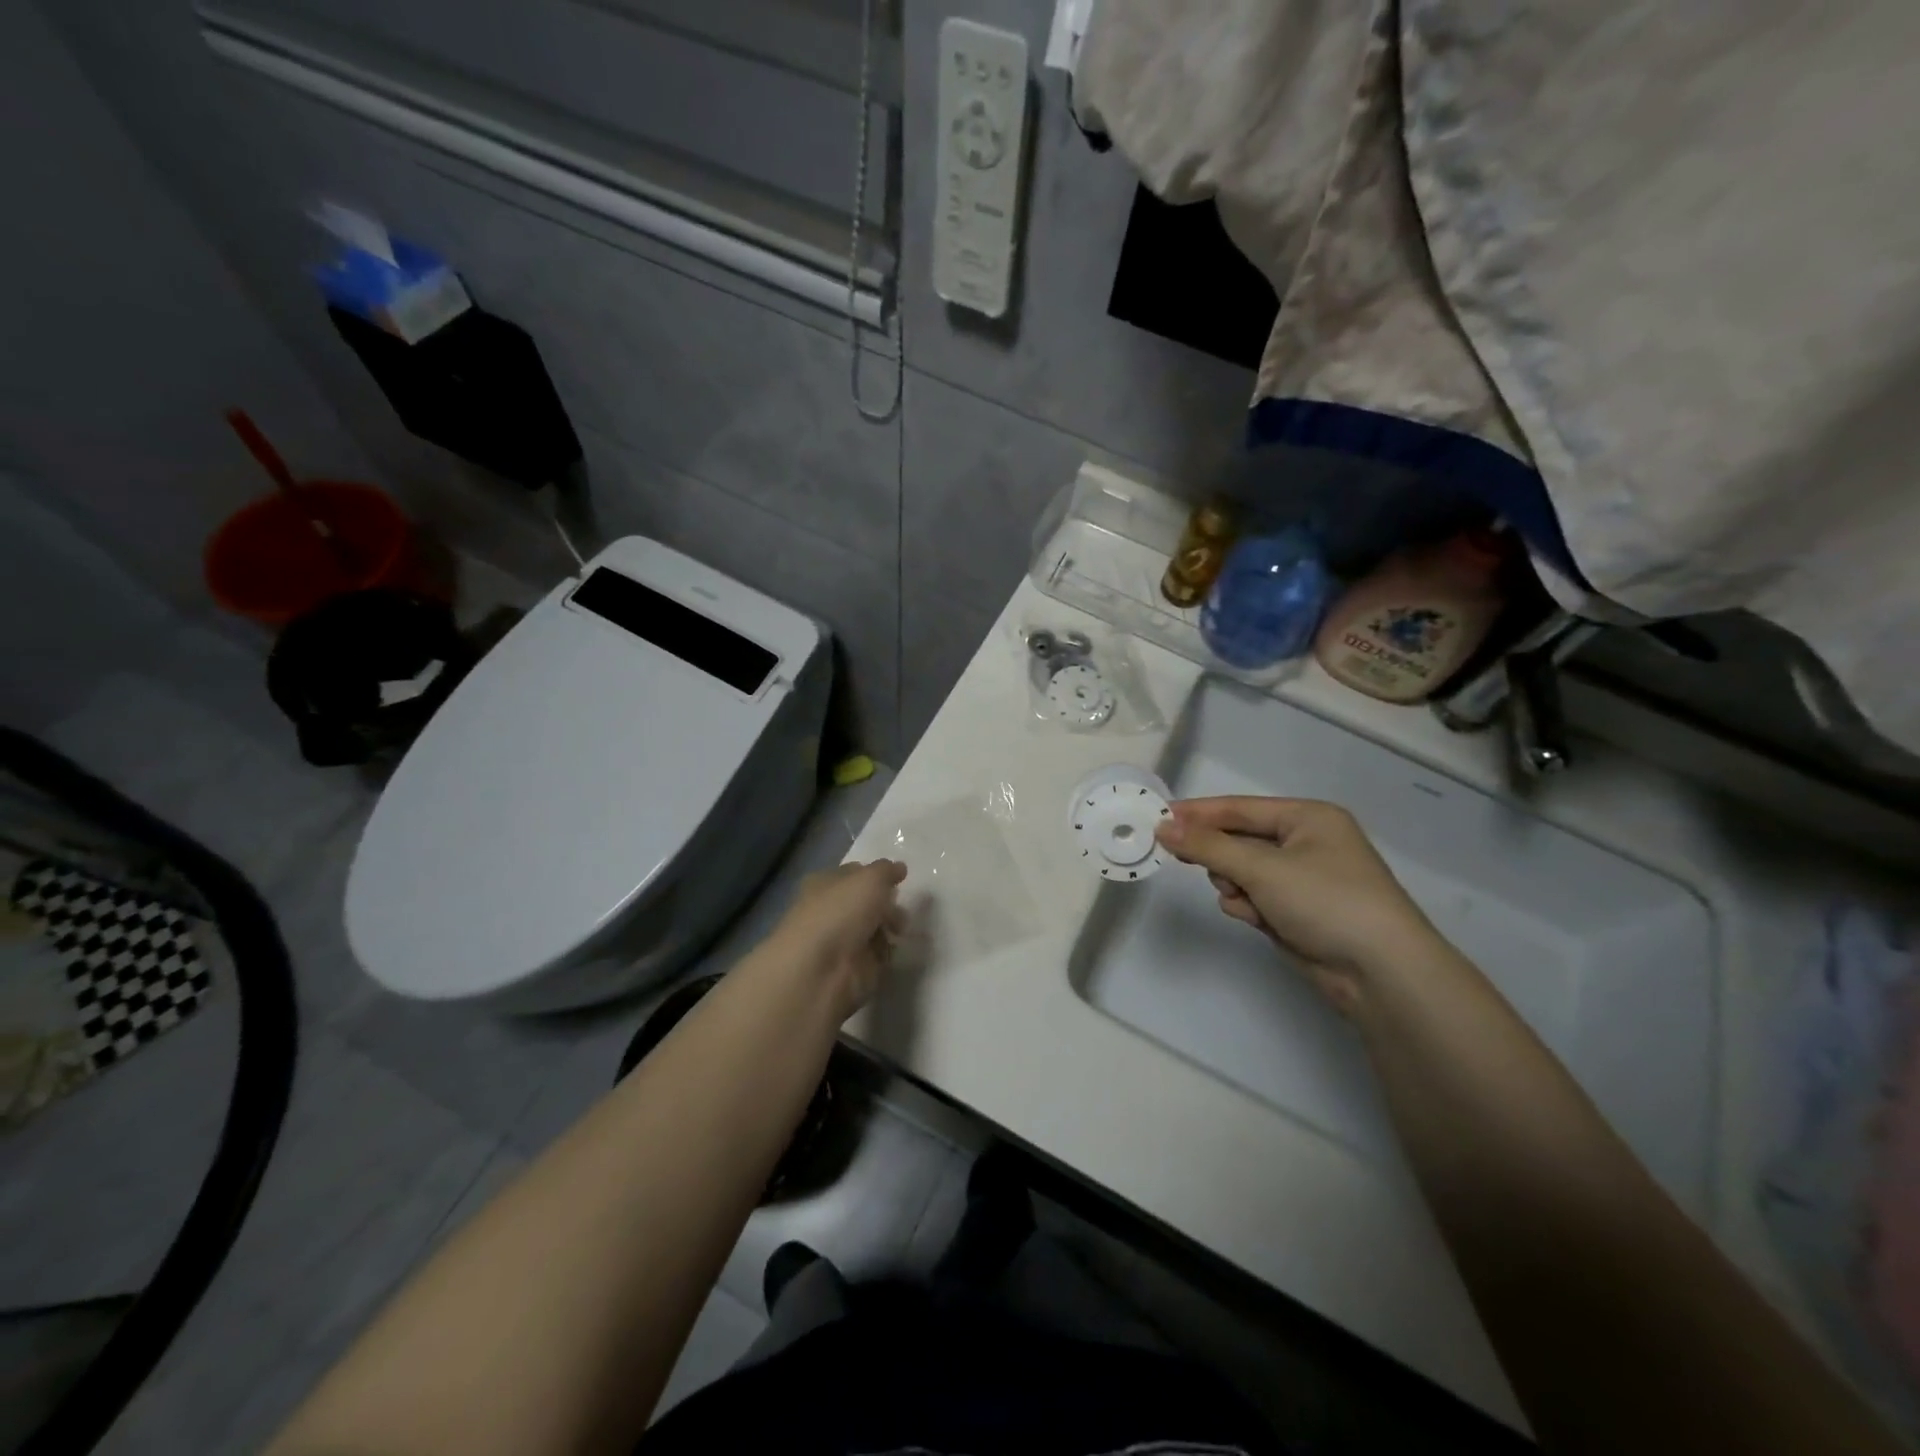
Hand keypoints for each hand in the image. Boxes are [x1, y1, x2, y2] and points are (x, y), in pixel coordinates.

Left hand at [770, 860, 908, 1018]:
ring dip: (889, 927)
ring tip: (899, 930)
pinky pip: (877, 954)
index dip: (875, 874)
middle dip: (886, 903)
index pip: (852, 873)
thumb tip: (898, 868)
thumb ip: (887, 871)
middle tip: (901, 908)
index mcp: (824, 883)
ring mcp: (840, 941)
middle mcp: (829, 910)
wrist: (820, 971)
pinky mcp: (852, 968)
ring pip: (872, 927)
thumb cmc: (840, 913)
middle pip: (865, 902)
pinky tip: (893, 950)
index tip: (898, 879)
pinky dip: (887, 952)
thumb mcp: (870, 878)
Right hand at [1155, 798, 1442, 1015]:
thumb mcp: (1262, 867)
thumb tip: (1163, 826)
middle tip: (1181, 858)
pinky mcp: (1297, 912)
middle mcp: (1306, 843)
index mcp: (1308, 818)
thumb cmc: (1325, 901)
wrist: (1380, 973)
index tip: (1158, 817)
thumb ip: (1208, 845)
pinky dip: (1249, 907)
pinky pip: (1255, 898)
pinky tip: (1258, 920)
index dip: (1199, 812)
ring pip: (1242, 872)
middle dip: (1219, 855)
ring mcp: (1302, 880)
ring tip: (1245, 900)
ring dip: (1234, 885)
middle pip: (1240, 840)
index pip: (1240, 808)